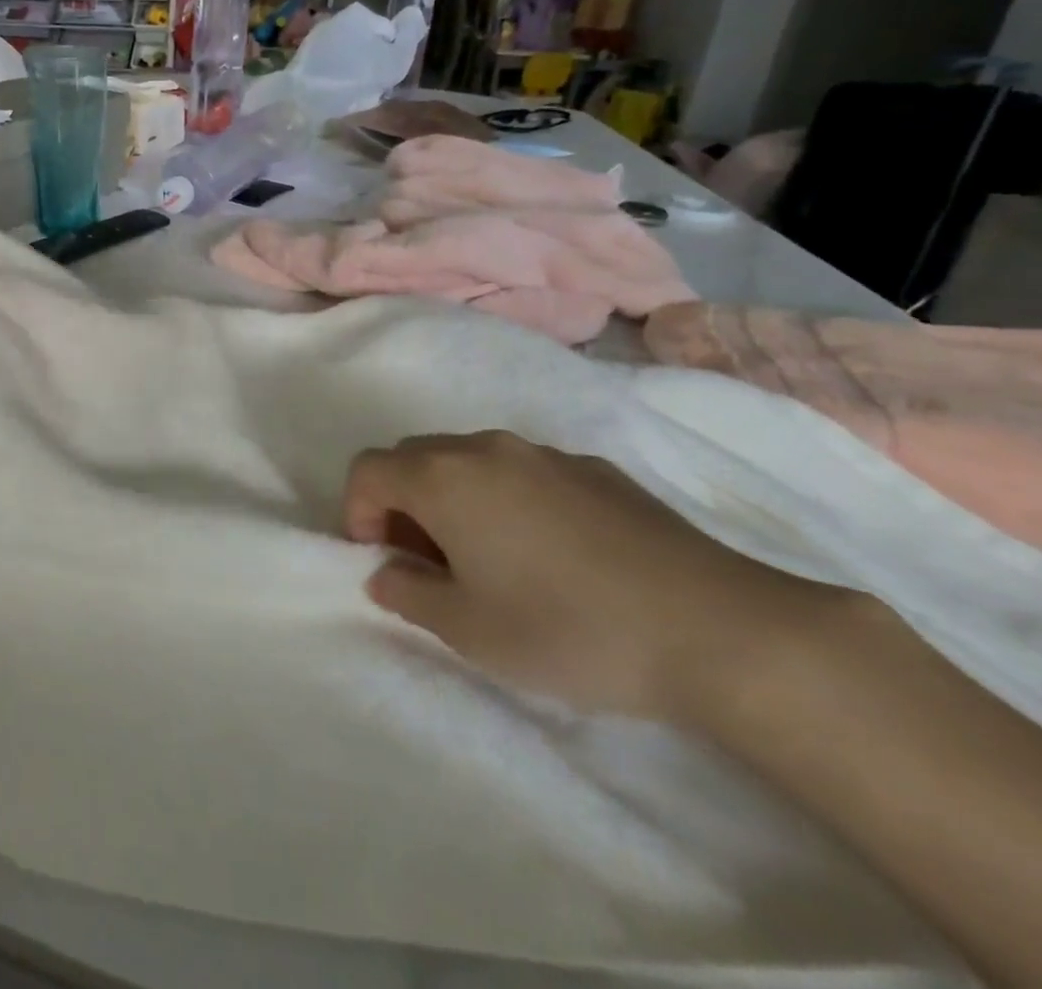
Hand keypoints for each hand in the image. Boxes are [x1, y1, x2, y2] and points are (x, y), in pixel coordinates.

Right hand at [343, 432, 836, 721]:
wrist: (720, 629)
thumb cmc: (568, 629)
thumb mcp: (468, 630)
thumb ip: (407, 594)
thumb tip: (386, 573)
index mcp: (442, 477)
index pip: (367, 469)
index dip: (357, 512)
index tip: (383, 560)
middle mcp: (484, 448)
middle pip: (414, 457)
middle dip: (403, 503)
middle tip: (428, 562)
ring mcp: (544, 453)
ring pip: (469, 460)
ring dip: (454, 498)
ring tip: (489, 559)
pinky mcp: (595, 469)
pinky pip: (523, 471)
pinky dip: (508, 499)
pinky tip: (551, 555)